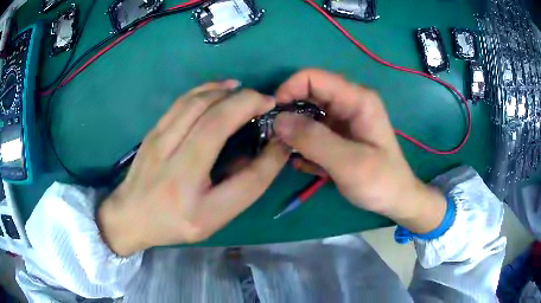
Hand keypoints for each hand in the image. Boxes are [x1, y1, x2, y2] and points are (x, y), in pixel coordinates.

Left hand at [98, 81, 289, 255]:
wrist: (129, 215)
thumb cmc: (173, 223)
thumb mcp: (213, 219)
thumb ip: (242, 188)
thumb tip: (269, 151)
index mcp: (195, 205)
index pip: (246, 179)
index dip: (271, 156)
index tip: (281, 138)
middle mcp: (174, 170)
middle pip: (215, 122)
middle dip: (247, 104)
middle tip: (266, 102)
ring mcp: (158, 144)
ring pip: (196, 103)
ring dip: (227, 93)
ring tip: (246, 93)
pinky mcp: (153, 131)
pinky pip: (182, 101)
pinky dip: (206, 89)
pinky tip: (221, 89)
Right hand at [273, 69, 446, 233]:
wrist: (396, 198)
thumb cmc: (380, 181)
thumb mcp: (348, 163)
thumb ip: (314, 140)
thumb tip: (278, 120)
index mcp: (356, 99)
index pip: (312, 78)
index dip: (288, 90)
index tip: (274, 118)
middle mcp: (349, 102)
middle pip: (307, 94)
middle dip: (288, 113)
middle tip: (276, 139)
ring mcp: (344, 118)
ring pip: (307, 113)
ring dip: (293, 131)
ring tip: (288, 153)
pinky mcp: (339, 134)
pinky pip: (313, 129)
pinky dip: (303, 143)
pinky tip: (305, 163)